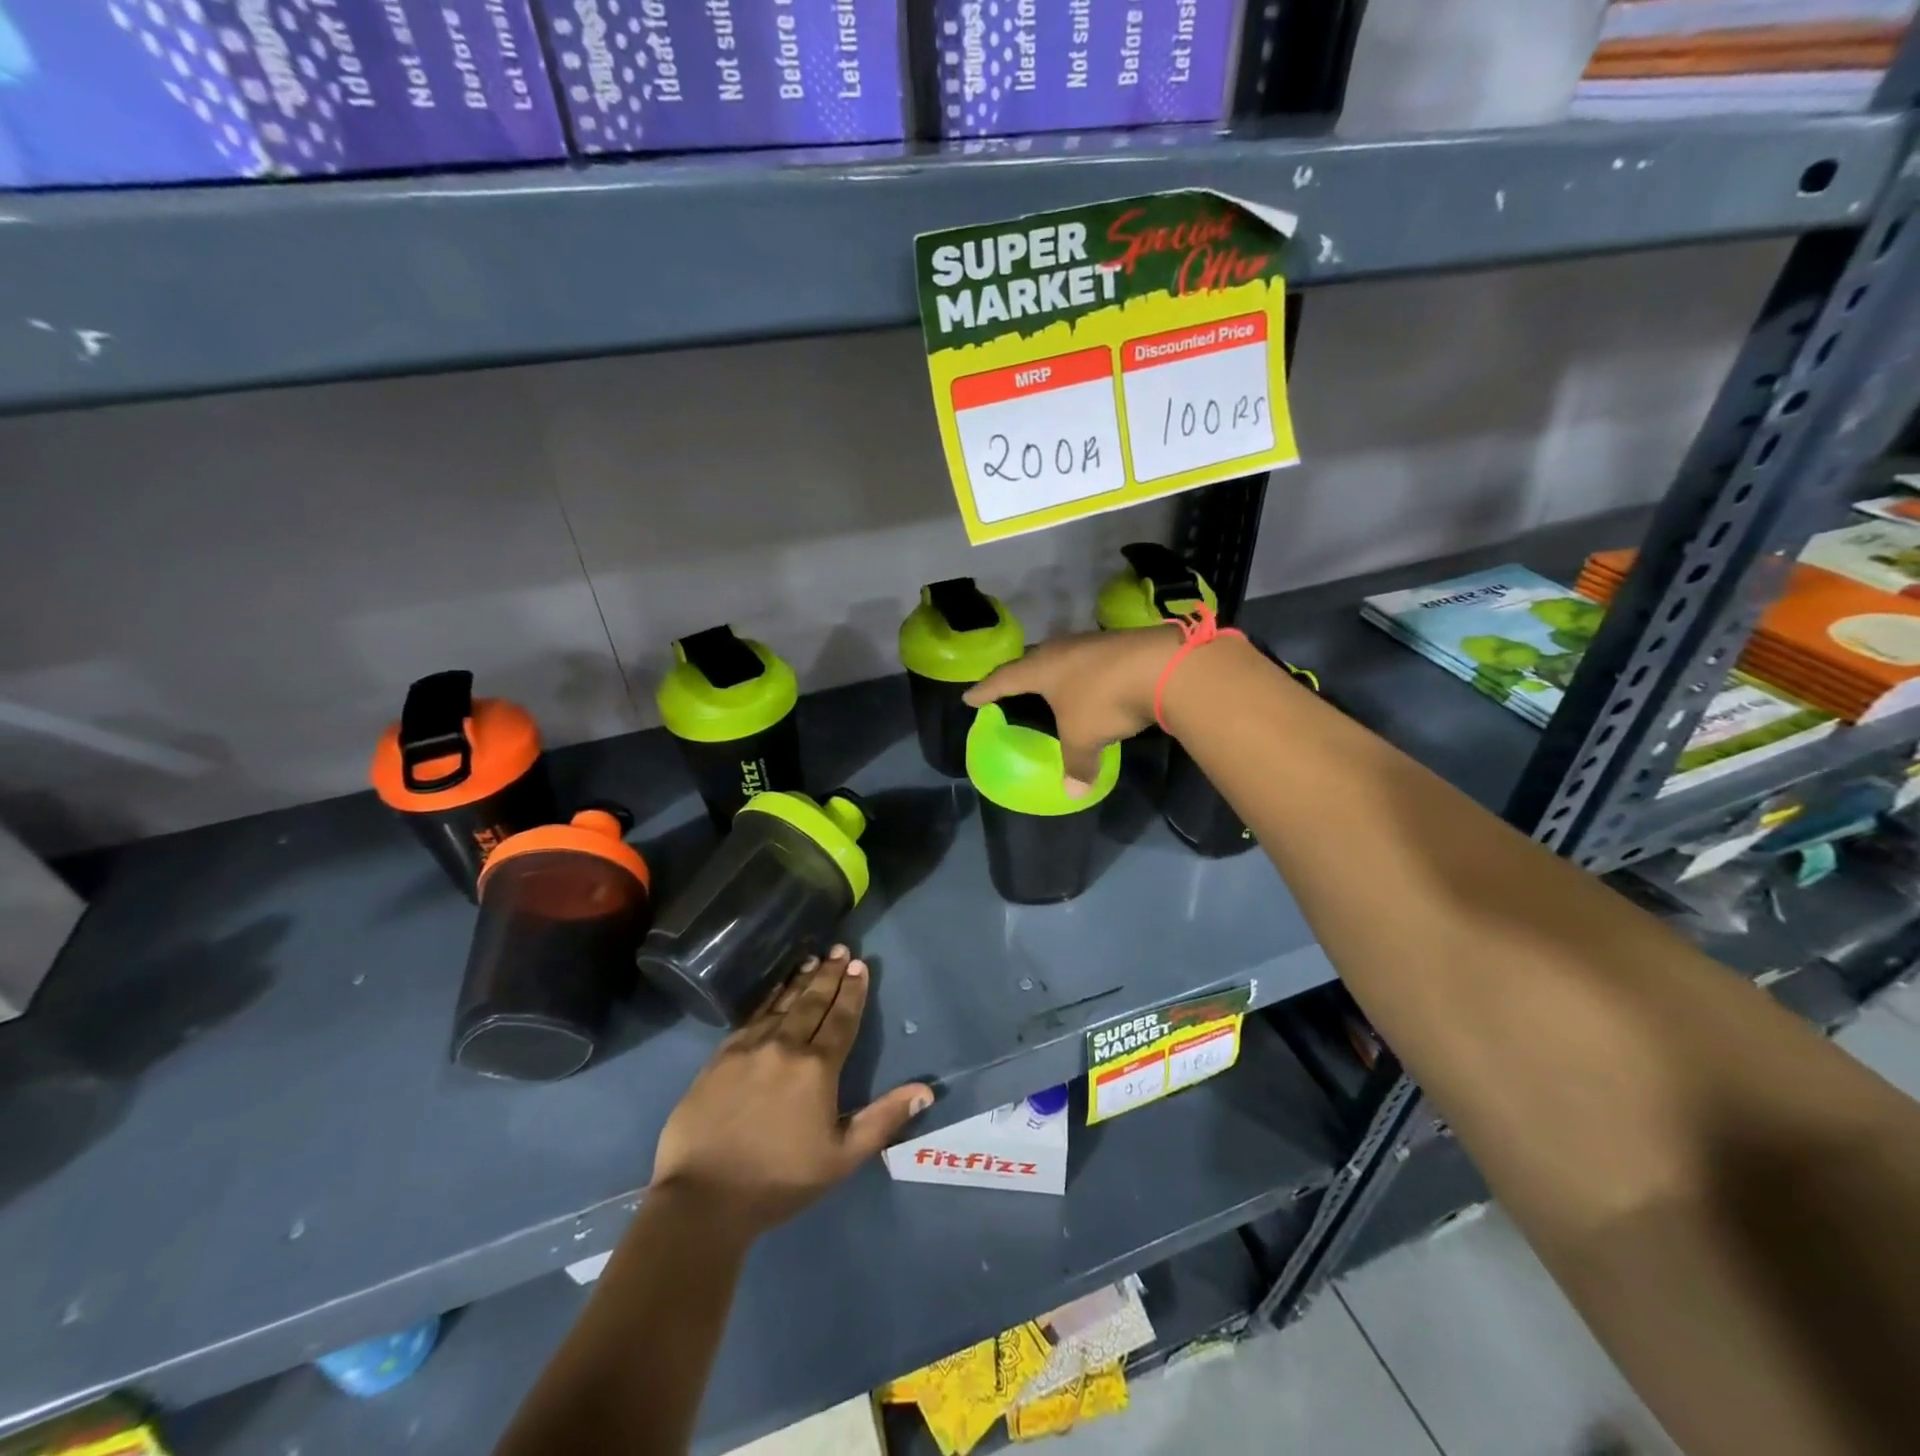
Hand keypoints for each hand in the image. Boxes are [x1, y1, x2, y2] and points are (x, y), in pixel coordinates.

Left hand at [650, 948, 932, 1237]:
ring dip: (800, 981)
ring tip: (813, 959)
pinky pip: (752, 1017)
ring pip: (782, 1004)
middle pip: (812, 1002)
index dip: (853, 991)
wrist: (702, 1198)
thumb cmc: (779, 1180)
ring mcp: (749, 1048)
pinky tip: (774, 991)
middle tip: (841, 950)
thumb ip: (883, 1120)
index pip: (842, 1019)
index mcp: (817, 1068)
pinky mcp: (720, 1057)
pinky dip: (768, 999)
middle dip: (830, 975)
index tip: (860, 965)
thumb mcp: (842, 1158)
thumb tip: (924, 1091)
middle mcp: (785, 1046)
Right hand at [965, 626, 1180, 790]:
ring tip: (1050, 684)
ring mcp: (1092, 643)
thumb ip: (1076, 765)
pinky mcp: (1119, 645)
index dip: (985, 690)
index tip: (969, 697)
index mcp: (1041, 668)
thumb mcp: (1084, 737)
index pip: (1004, 679)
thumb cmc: (1105, 700)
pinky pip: (1090, 661)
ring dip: (1055, 672)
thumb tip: (1073, 792)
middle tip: (1009, 686)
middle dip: (1019, 675)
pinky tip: (1091, 683)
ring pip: (1063, 657)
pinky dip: (1084, 674)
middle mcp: (1062, 649)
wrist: (1164, 666)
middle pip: (1032, 660)